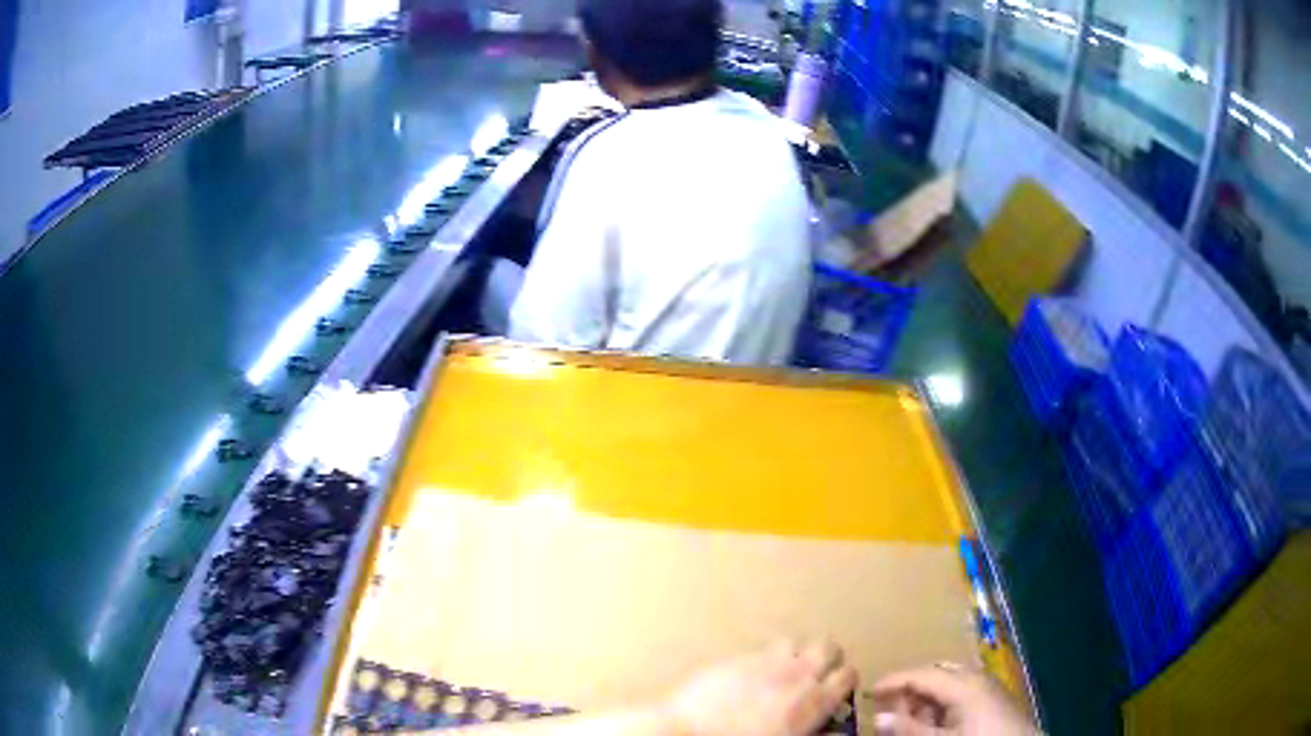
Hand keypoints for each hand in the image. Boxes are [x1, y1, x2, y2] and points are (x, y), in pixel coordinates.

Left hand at [663, 640, 858, 735]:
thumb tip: (838, 734)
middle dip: (828, 659)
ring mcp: (764, 663)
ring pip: (794, 642)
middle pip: (827, 647)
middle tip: (818, 676)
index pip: (847, 675)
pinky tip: (755, 678)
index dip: (846, 682)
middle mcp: (794, 675)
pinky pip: (761, 651)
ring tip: (787, 673)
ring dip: (796, 654)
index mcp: (812, 700)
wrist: (689, 734)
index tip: (839, 691)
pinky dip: (765, 661)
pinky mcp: (736, 659)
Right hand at [870, 663, 1034, 735]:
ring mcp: (988, 688)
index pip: (921, 674)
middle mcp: (976, 678)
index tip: (867, 690)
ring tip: (910, 723)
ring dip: (926, 702)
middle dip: (910, 691)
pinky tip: (936, 725)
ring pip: (948, 686)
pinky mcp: (994, 700)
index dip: (893, 680)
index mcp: (963, 684)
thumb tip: (879, 716)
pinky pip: (961, 695)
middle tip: (888, 710)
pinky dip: (942, 707)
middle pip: (936, 676)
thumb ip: (910, 729)